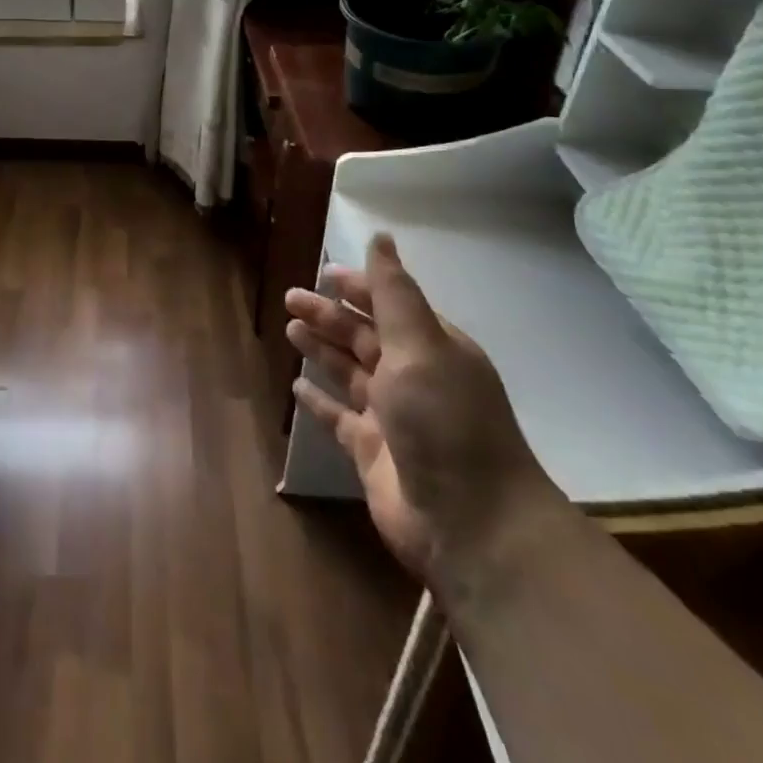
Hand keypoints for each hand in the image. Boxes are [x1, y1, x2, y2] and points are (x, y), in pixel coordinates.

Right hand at [285, 235, 564, 590]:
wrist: (472, 525)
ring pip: (349, 372)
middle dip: (329, 316)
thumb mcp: (420, 346)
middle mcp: (413, 378)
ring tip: (290, 331)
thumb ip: (394, 293)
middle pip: (363, 337)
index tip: (324, 271)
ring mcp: (393, 417)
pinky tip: (297, 389)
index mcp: (432, 349)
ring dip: (322, 350)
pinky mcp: (373, 453)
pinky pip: (339, 418)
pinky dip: (319, 402)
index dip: (358, 287)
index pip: (389, 305)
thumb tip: (381, 237)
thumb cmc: (444, 422)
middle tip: (290, 299)